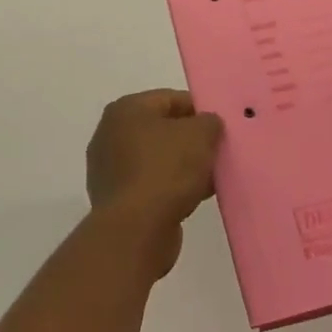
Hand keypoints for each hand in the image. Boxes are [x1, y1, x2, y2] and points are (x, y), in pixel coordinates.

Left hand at [86, 90, 223, 275]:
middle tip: (218, 150)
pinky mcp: (116, 201)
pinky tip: (196, 197)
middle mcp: (111, 134)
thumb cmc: (166, 170)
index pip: (170, 99)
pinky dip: (172, 188)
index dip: (199, 109)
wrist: (135, 232)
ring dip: (184, 166)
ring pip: (158, 159)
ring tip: (212, 176)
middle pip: (163, 129)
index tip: (221, 125)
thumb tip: (207, 124)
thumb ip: (209, 121)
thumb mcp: (200, 135)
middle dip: (191, 140)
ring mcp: (110, 169)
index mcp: (126, 109)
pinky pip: (151, 184)